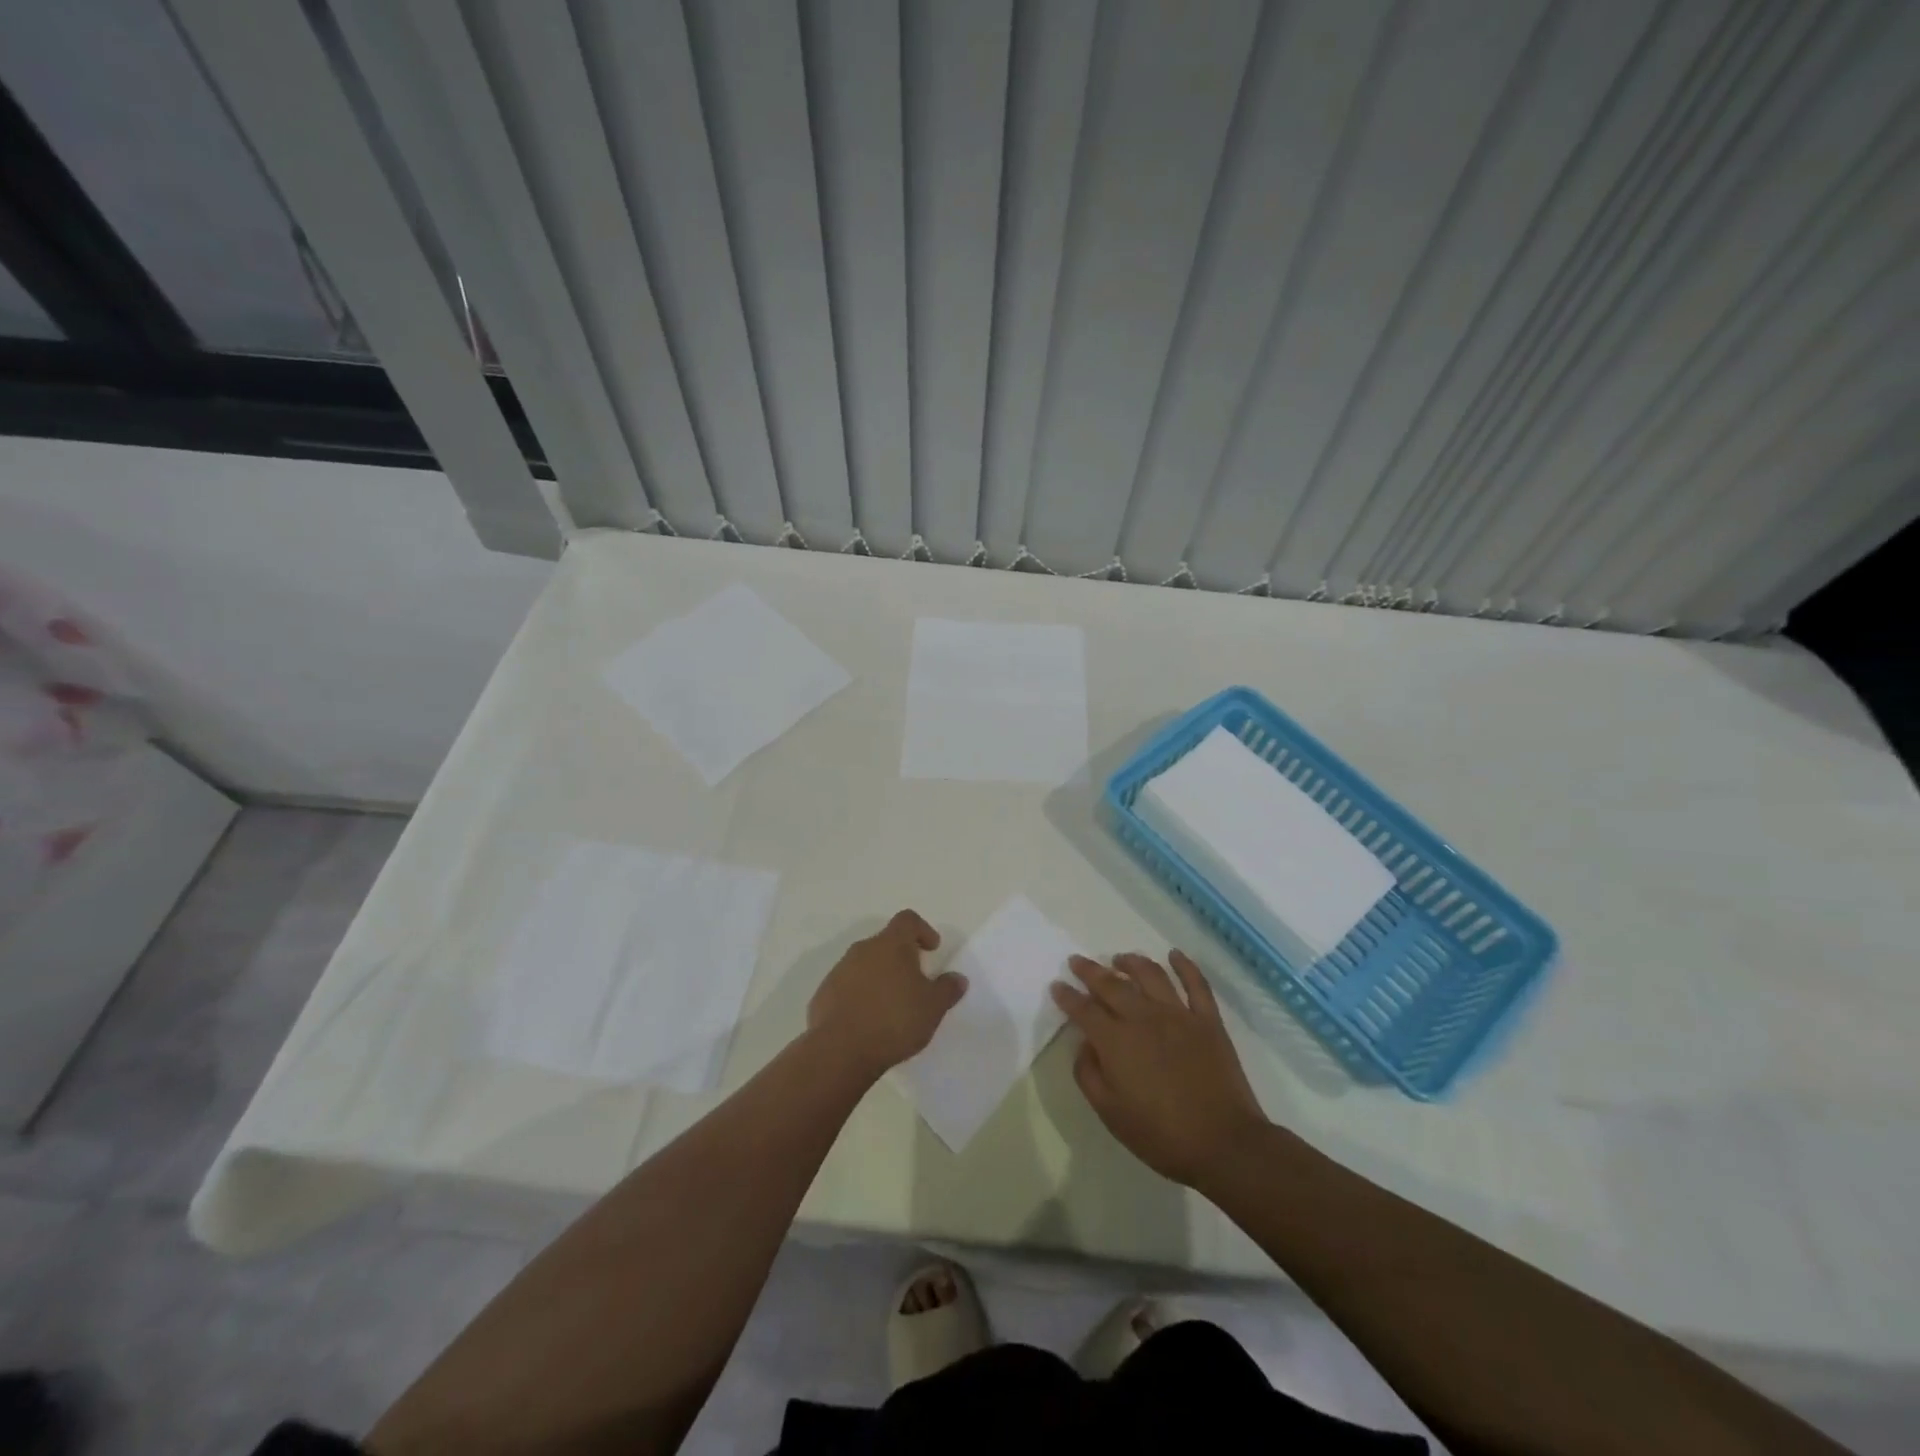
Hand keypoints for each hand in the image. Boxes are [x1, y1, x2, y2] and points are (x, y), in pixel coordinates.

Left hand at [808, 910, 965, 1077]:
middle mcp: (863, 950)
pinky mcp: (824, 994)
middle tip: (915, 982)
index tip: (932, 950)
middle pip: (885, 942)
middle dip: (901, 957)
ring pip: (865, 964)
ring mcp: (839, 971)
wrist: (840, 1051)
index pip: (908, 920)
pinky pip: (847, 986)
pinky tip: (868, 1021)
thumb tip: (958, 978)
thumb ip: (947, 989)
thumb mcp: (933, 1007)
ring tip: (891, 1005)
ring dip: (879, 977)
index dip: (923, 930)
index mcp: (891, 945)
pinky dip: (860, 995)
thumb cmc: (894, 1020)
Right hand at [1052, 950, 1266, 1187]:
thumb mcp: (1110, 1114)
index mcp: (1116, 1042)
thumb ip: (1089, 1075)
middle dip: (1090, 971)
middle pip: (1112, 985)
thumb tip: (1085, 1044)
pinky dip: (1185, 965)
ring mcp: (1179, 1015)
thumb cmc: (1162, 1135)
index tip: (1057, 985)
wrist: (1225, 1144)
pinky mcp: (1208, 1020)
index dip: (1068, 996)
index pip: (1084, 1010)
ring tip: (1120, 958)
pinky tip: (1175, 955)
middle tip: (1077, 961)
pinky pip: (1196, 984)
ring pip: (1150, 975)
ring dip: (1131, 962)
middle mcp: (1144, 1018)